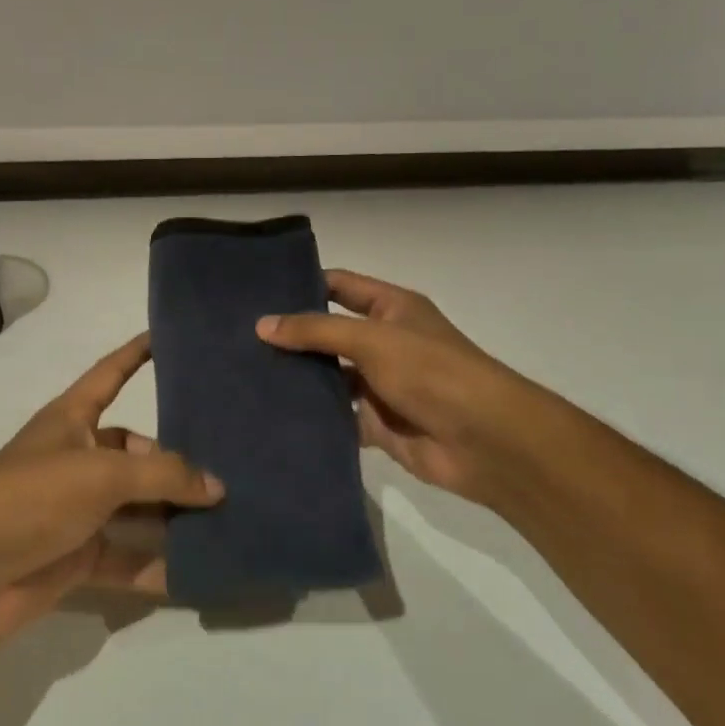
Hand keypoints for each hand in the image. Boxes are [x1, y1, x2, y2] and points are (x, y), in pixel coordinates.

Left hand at [0, 334, 223, 648]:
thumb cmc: (30, 497)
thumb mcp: (101, 473)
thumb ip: (162, 475)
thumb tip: (217, 486)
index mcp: (73, 420)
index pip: (111, 373)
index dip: (137, 353)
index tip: (171, 336)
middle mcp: (79, 459)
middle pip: (138, 451)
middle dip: (178, 459)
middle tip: (235, 463)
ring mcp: (78, 511)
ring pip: (139, 508)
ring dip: (176, 516)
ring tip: (234, 516)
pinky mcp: (78, 558)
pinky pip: (130, 557)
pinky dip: (160, 566)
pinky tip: (204, 570)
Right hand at [255, 269, 533, 505]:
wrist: (484, 440)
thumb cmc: (431, 371)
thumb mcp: (371, 338)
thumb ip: (316, 330)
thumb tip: (262, 325)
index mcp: (392, 309)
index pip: (340, 286)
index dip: (304, 285)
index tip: (258, 291)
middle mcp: (385, 343)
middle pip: (329, 334)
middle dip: (292, 337)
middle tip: (240, 337)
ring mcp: (380, 385)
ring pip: (329, 378)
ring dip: (299, 379)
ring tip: (246, 376)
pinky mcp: (376, 424)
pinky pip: (337, 417)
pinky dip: (312, 418)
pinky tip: (272, 415)